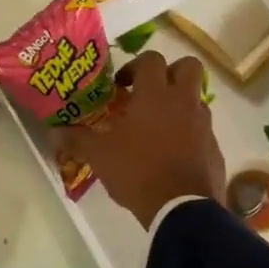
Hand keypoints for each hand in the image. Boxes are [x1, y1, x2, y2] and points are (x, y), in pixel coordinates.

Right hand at [57, 50, 225, 227]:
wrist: (181, 208)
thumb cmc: (137, 171)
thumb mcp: (99, 156)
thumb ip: (77, 139)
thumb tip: (54, 131)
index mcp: (155, 95)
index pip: (151, 59)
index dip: (134, 66)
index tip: (121, 86)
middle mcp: (183, 102)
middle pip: (188, 66)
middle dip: (170, 72)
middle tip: (149, 92)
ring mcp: (203, 124)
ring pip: (197, 99)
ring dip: (179, 104)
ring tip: (157, 127)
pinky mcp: (214, 148)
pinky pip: (202, 130)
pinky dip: (189, 133)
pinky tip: (171, 154)